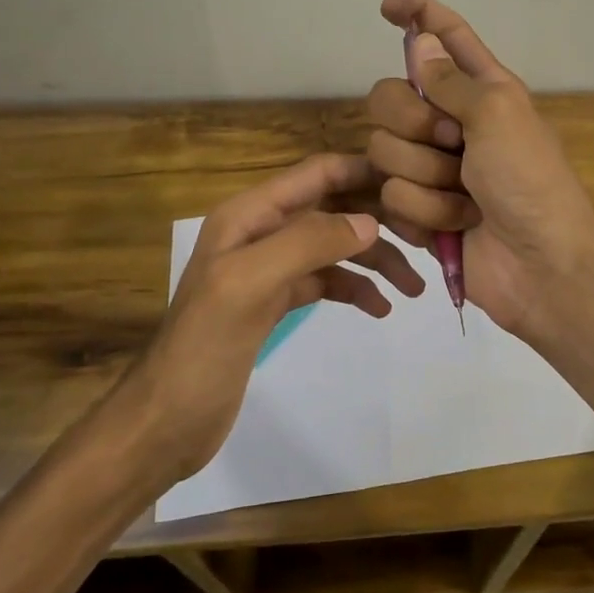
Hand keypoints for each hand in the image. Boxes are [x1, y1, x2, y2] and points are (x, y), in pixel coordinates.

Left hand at [143, 153, 423, 476]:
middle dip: (379, 220)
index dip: (364, 172)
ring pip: (335, 247)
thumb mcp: (250, 285)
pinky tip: (379, 308)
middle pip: (333, 209)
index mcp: (250, 215)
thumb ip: (308, 244)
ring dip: (375, 260)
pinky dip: (355, 288)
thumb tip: (370, 222)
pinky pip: (327, 281)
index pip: (318, 174)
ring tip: (413, 288)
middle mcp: (262, 232)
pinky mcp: (276, 301)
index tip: (414, 184)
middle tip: (426, 240)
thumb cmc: (203, 347)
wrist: (167, 421)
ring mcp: (270, 268)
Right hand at [365, 0, 593, 349]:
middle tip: (452, 143)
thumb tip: (421, 40)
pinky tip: (457, 225)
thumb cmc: (530, 181)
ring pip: (384, 151)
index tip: (387, 6)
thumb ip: (451, 80)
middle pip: (390, 96)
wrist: (540, 266)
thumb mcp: (498, 115)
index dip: (418, 15)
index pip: (445, 37)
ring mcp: (431, 167)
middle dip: (413, 122)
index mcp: (481, 89)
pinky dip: (426, 213)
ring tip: (466, 197)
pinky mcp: (418, 210)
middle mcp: (451, 122)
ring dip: (427, 178)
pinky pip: (390, 197)